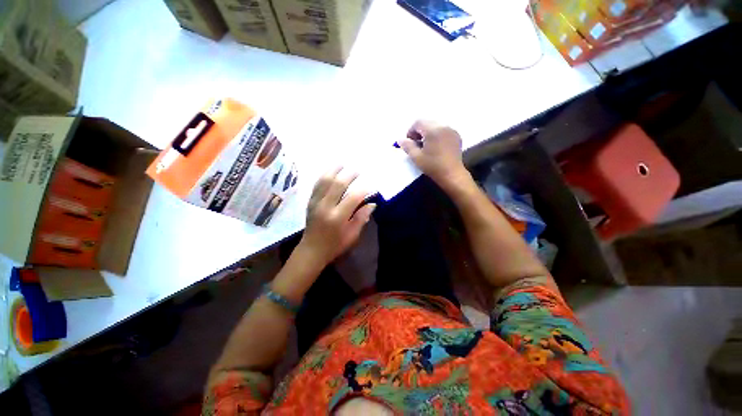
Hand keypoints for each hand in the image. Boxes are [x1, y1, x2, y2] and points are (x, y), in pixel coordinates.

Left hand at [298, 167, 375, 267]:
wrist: (311, 250)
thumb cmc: (335, 245)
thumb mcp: (352, 235)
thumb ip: (361, 218)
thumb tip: (372, 203)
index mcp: (338, 217)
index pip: (353, 197)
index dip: (364, 189)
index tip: (371, 184)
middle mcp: (326, 207)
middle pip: (338, 184)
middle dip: (349, 175)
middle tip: (357, 170)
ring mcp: (316, 203)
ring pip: (325, 181)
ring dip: (334, 170)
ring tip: (342, 164)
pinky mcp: (310, 202)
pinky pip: (316, 185)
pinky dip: (323, 176)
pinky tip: (329, 171)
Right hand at [398, 120, 468, 189]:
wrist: (452, 174)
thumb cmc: (433, 166)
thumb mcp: (416, 157)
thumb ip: (407, 146)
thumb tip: (400, 140)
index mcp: (433, 130)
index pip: (418, 122)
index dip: (411, 131)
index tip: (410, 143)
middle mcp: (443, 126)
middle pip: (427, 122)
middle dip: (419, 131)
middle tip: (417, 145)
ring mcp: (451, 130)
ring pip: (435, 126)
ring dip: (428, 133)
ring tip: (426, 146)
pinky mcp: (456, 136)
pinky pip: (443, 130)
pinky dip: (436, 135)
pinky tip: (436, 147)